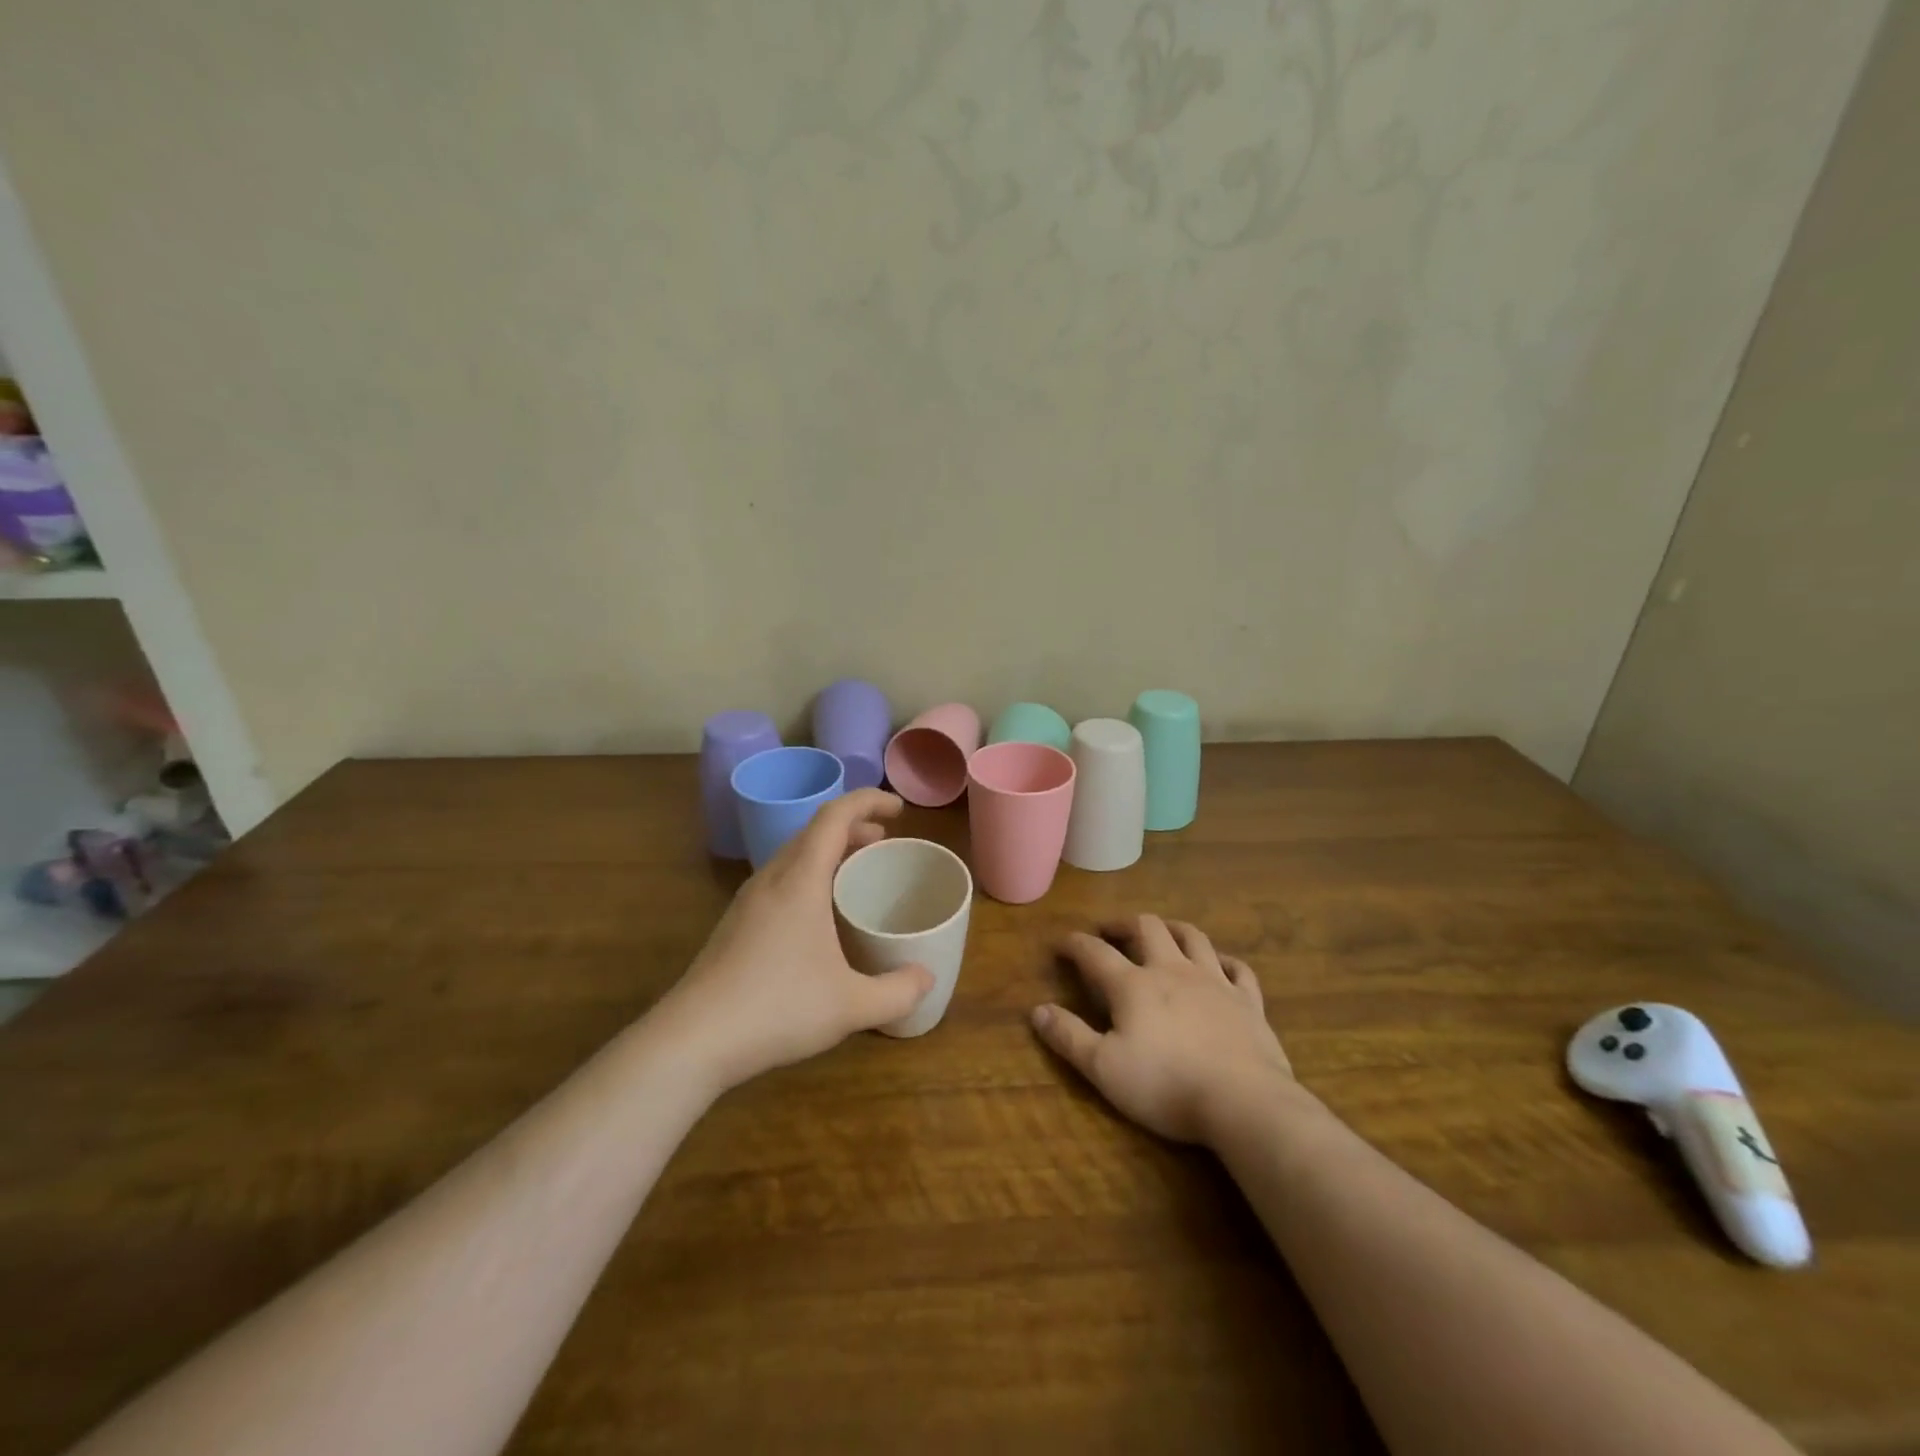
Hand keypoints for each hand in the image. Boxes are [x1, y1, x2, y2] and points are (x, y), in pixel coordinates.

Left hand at [655, 790, 933, 1092]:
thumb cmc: (777, 1009)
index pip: (835, 816)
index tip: (899, 809)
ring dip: (828, 851)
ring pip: (793, 855)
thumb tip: (927, 979)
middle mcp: (771, 879)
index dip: (869, 801)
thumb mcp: (851, 1005)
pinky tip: (818, 914)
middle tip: (884, 841)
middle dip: (853, 827)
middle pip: (814, 831)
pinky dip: (809, 875)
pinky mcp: (735, 924)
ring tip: (855, 870)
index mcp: (800, 880)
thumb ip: (897, 992)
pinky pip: (780, 879)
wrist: (692, 1040)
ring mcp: (747, 901)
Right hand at [1031, 915, 1296, 1145]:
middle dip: (1124, 924)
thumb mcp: (1104, 1068)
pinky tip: (1219, 965)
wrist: (1243, 1101)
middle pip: (1147, 928)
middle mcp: (1172, 970)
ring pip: (1192, 937)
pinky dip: (1225, 961)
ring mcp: (1214, 982)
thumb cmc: (1166, 1085)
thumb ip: (1069, 1036)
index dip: (1075, 944)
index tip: (1061, 943)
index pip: (1095, 953)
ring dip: (1172, 928)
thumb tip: (1037, 1010)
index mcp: (1133, 985)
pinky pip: (1238, 969)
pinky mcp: (1248, 1001)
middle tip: (1111, 931)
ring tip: (1161, 931)